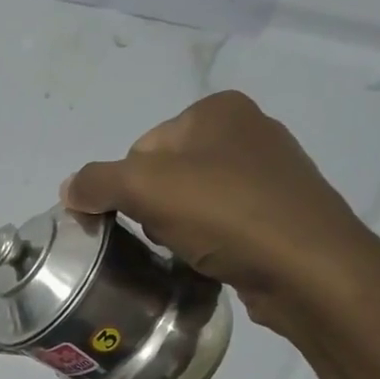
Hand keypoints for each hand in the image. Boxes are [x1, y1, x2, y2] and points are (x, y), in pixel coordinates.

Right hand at [64, 91, 379, 337]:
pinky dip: (210, 243)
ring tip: (193, 252)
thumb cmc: (227, 214)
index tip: (142, 219)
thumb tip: (69, 189)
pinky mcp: (282, 213)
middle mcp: (248, 130)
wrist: (310, 269)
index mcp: (218, 109)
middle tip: (168, 237)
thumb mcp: (146, 187)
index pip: (141, 148)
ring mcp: (271, 173)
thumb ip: (97, 183)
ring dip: (180, 229)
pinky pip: (224, 225)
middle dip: (155, 210)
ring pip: (193, 202)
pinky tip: (214, 260)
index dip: (129, 188)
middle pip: (166, 175)